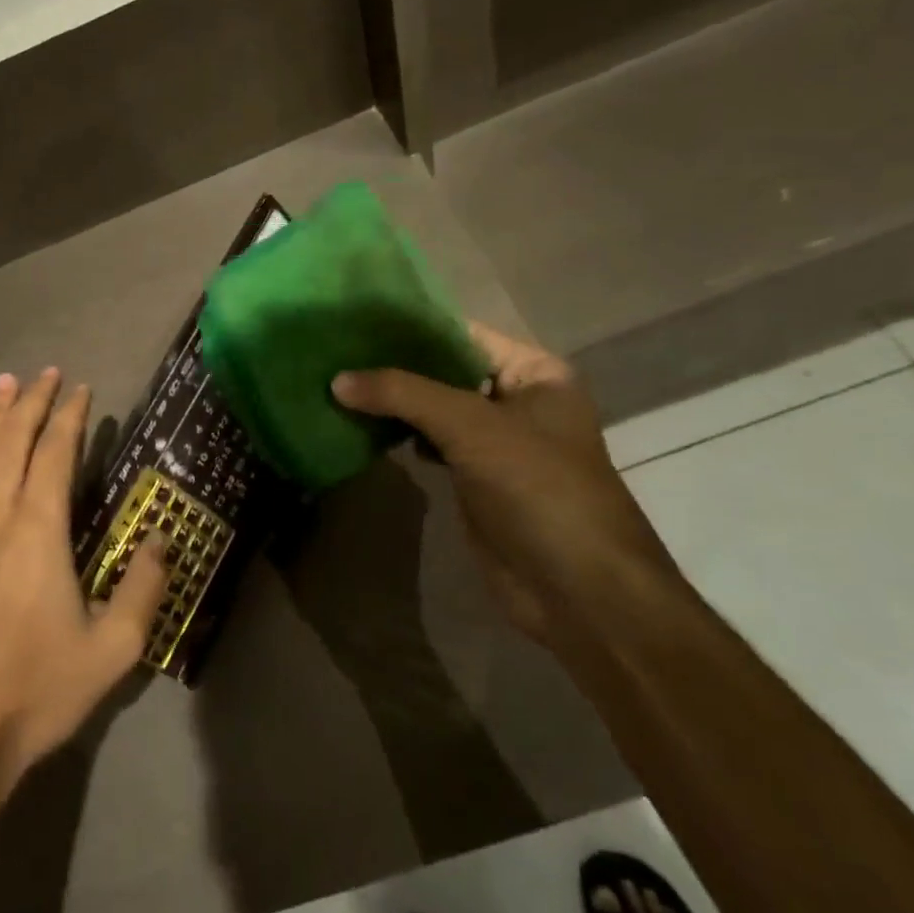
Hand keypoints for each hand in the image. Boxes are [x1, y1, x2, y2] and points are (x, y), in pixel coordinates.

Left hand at [0, 369, 167, 807]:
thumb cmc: (38, 690)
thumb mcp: (113, 649)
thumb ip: (144, 588)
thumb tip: (164, 539)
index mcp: (38, 531)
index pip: (56, 454)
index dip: (69, 416)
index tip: (80, 387)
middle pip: (11, 442)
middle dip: (30, 402)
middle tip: (44, 372)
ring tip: (2, 384)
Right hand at [331, 322, 680, 648]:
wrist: (579, 592)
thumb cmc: (538, 489)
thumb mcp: (472, 427)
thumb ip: (403, 394)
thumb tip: (337, 380)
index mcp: (534, 373)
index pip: (462, 334)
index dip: (411, 327)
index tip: (354, 320)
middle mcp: (516, 400)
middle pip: (444, 371)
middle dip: (394, 366)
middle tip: (334, 352)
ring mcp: (496, 443)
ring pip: (433, 410)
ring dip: (392, 403)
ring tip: (336, 383)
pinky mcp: (475, 479)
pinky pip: (430, 444)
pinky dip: (399, 436)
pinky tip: (360, 426)